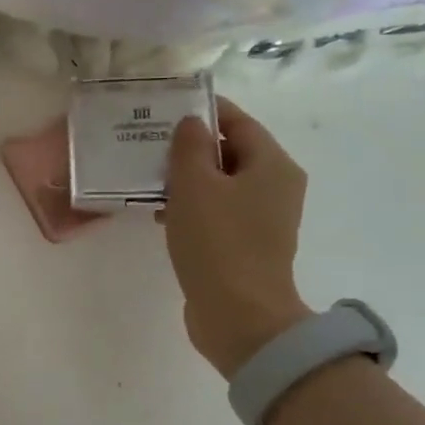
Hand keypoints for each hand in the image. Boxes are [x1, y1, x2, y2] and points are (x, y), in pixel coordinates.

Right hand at [160, 99, 311, 376]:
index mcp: (272, 164)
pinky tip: (161, 213)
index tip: (163, 109)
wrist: (239, 315)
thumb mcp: (194, 185)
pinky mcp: (248, 244)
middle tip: (147, 144)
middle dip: (190, 147)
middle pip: (231, 151)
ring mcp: (264, 218)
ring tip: (147, 178)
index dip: (202, 111)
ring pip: (221, 183)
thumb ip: (189, 146)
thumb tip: (192, 123)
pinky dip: (193, 206)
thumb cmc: (217, 241)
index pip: (237, 121)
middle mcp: (276, 186)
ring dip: (187, 178)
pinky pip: (218, 210)